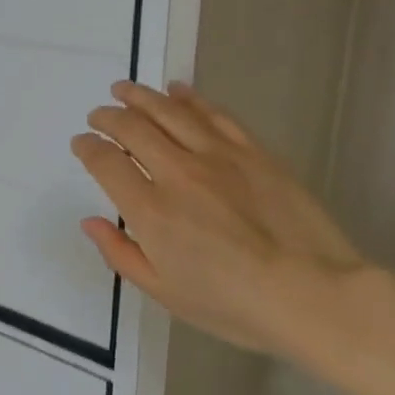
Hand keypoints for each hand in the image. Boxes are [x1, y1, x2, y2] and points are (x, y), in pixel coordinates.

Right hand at [69, 80, 371, 354]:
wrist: (312, 295)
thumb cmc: (232, 305)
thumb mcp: (164, 292)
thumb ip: (121, 253)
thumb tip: (90, 222)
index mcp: (151, 211)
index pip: (106, 163)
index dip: (87, 147)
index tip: (82, 143)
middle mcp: (177, 174)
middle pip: (132, 128)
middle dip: (108, 117)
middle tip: (99, 115)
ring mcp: (217, 157)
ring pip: (169, 111)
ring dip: (141, 97)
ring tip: (125, 89)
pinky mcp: (252, 151)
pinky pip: (214, 114)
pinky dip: (191, 98)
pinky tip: (178, 90)